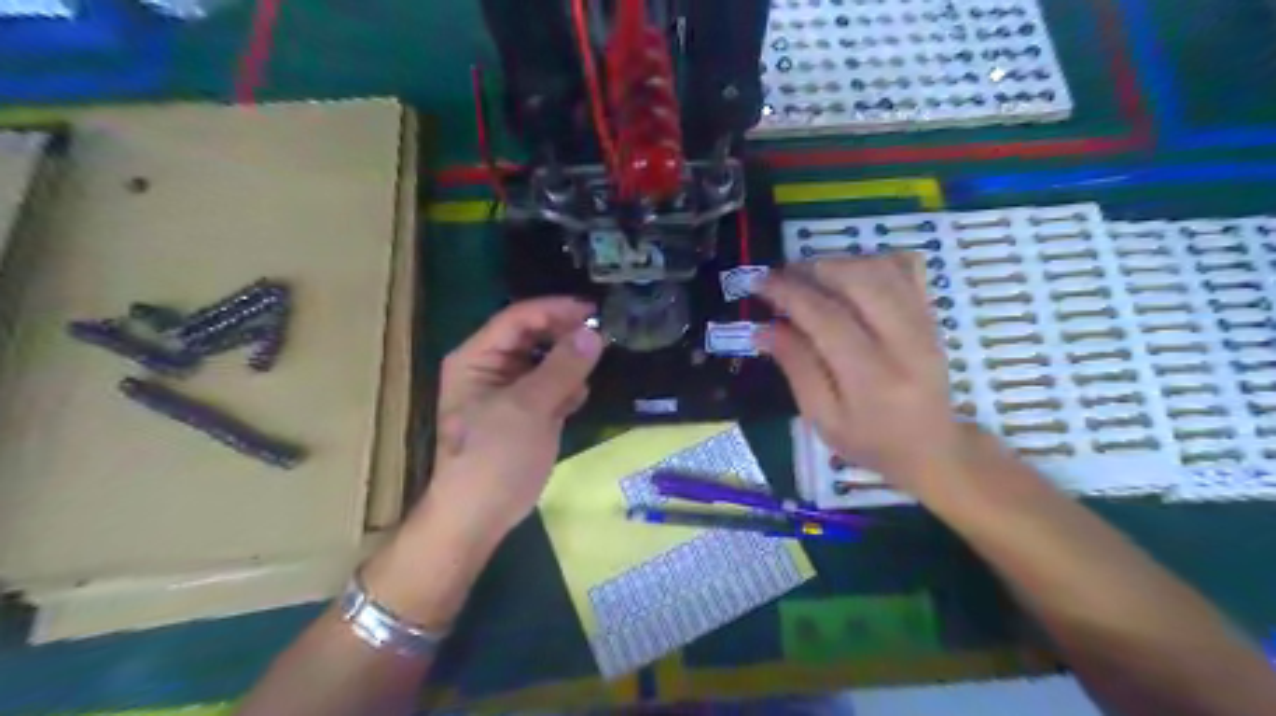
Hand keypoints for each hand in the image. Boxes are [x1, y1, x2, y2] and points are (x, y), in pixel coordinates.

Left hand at [414, 298, 602, 544]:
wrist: (479, 516)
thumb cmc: (494, 457)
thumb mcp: (529, 407)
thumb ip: (563, 368)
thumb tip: (594, 333)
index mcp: (477, 358)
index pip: (518, 318)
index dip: (555, 310)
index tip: (594, 311)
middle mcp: (491, 368)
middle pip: (533, 337)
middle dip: (565, 337)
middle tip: (601, 339)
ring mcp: (509, 391)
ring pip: (546, 361)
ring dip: (569, 364)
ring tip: (590, 372)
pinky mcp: (525, 413)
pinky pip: (551, 387)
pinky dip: (566, 389)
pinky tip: (576, 401)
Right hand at [755, 255, 967, 493]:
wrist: (932, 448)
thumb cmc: (870, 442)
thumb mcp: (823, 419)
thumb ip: (797, 369)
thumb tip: (763, 329)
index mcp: (873, 379)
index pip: (827, 319)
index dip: (790, 294)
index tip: (759, 282)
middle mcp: (906, 344)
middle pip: (861, 281)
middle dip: (814, 268)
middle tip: (782, 275)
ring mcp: (925, 324)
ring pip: (884, 268)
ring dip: (840, 262)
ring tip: (809, 275)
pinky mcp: (933, 315)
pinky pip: (907, 269)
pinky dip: (872, 261)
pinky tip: (848, 274)